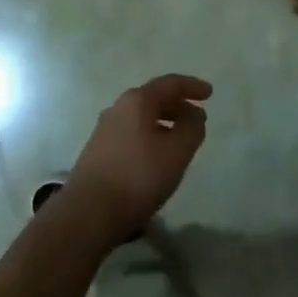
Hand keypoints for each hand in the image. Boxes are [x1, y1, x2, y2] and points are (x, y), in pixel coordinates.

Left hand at [59, 75, 211, 247]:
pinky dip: (149, 135)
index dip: (192, 86)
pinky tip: (156, 156)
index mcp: (137, 100)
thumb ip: (191, 129)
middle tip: (197, 118)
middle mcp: (118, 108)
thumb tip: (194, 115)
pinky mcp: (98, 151)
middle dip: (178, 105)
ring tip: (180, 138)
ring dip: (163, 122)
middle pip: (153, 98)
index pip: (170, 84)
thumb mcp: (176, 152)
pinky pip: (131, 133)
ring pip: (141, 117)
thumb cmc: (138, 176)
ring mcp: (105, 129)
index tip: (210, 93)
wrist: (88, 212)